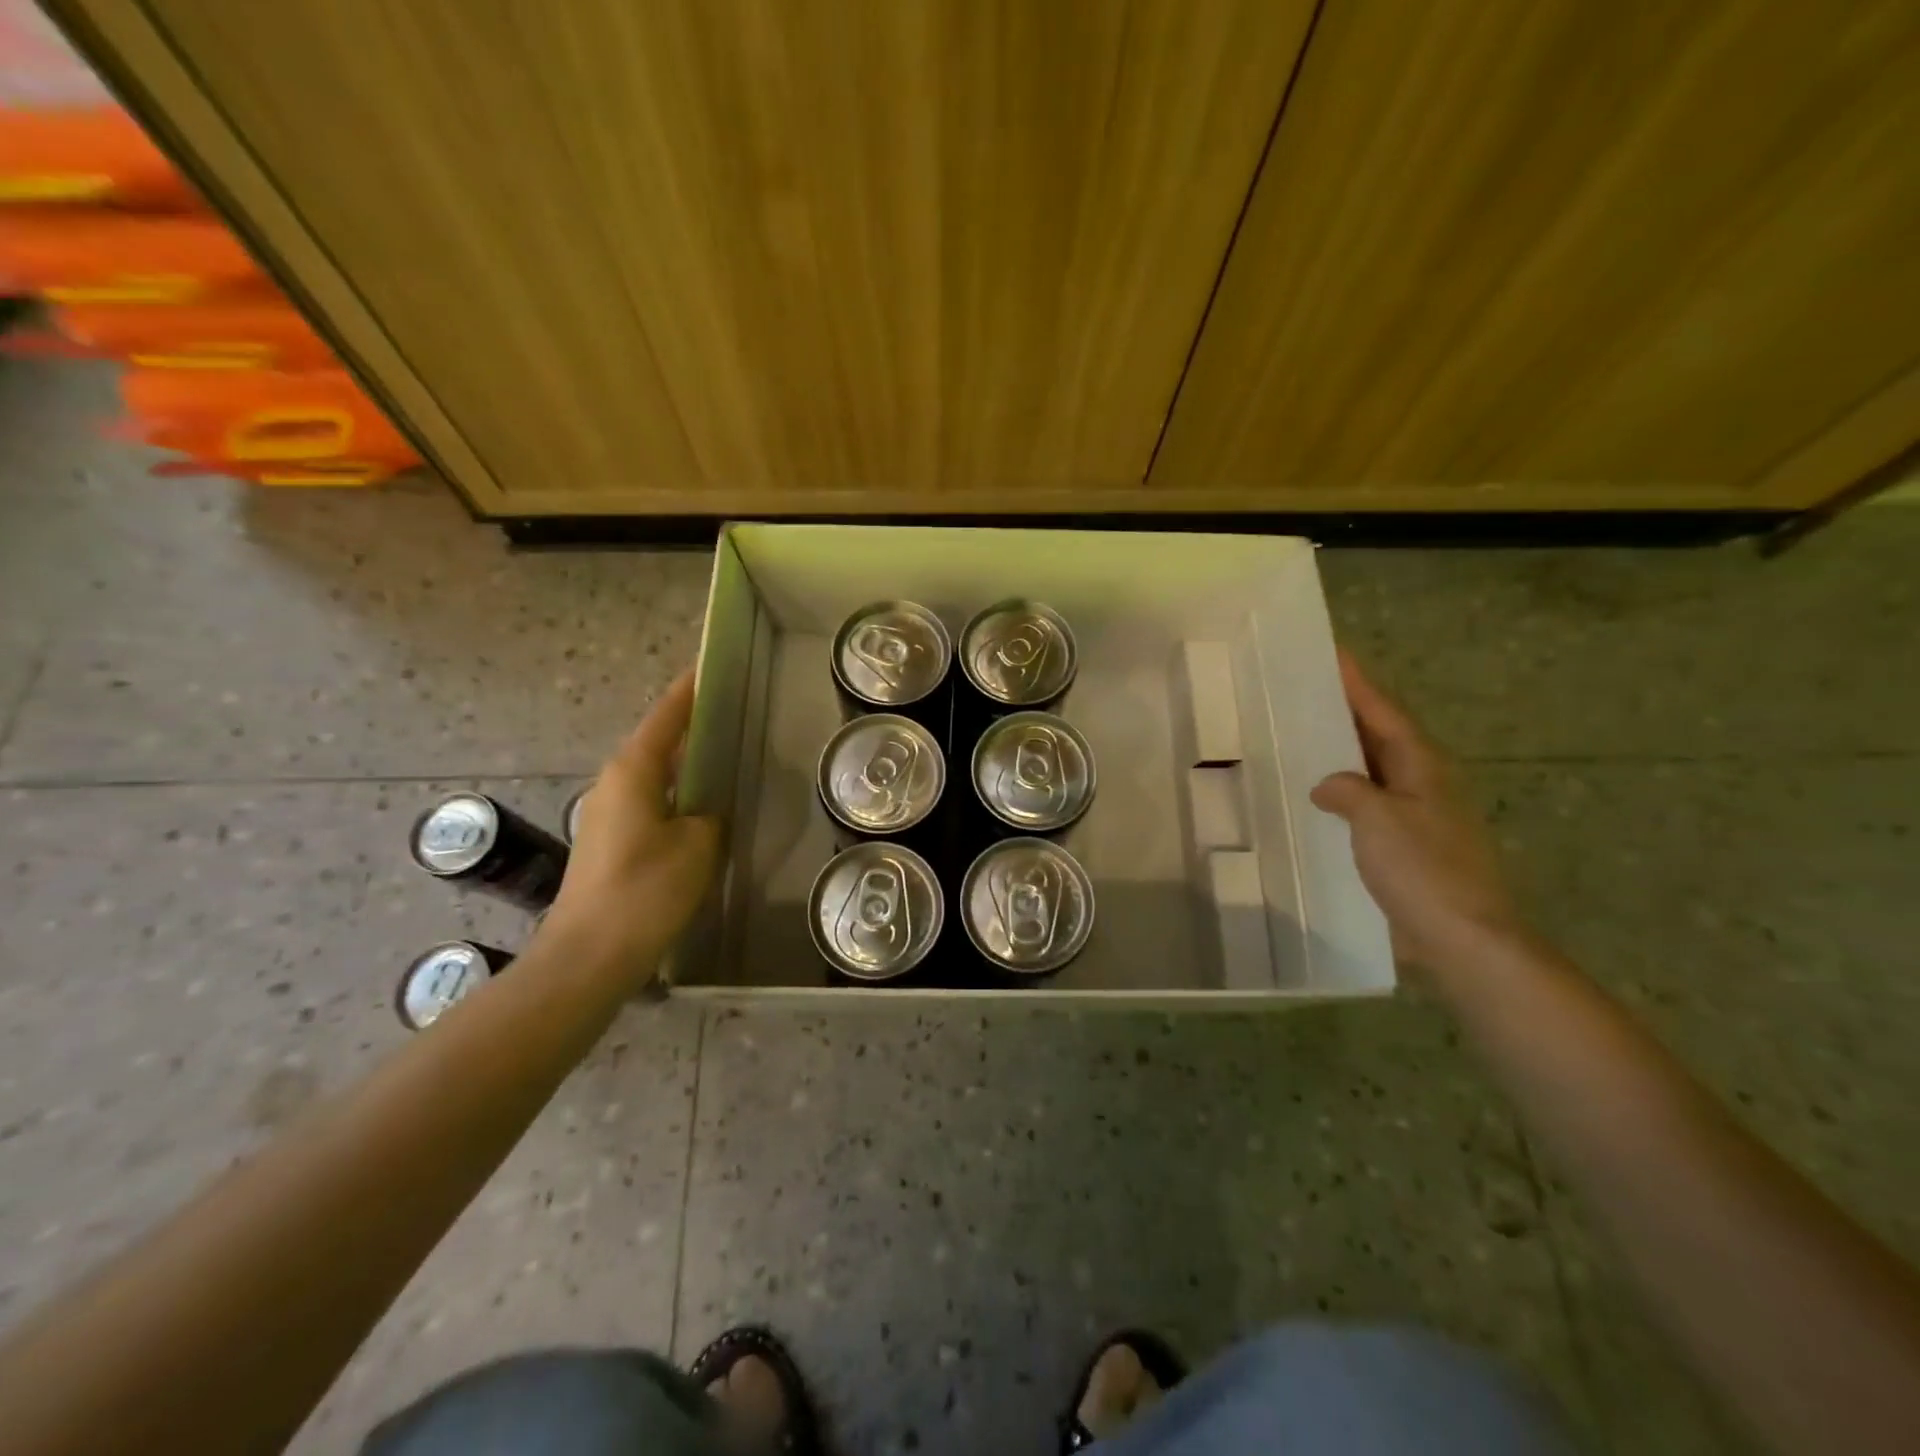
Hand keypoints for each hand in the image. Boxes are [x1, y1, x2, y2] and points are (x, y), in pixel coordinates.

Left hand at [541, 669, 721, 980]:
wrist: (589, 956)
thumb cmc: (646, 890)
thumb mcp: (698, 845)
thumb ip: (710, 816)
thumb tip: (706, 813)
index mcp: (633, 771)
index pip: (666, 717)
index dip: (689, 691)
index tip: (709, 666)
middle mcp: (614, 784)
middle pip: (657, 742)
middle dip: (690, 726)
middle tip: (730, 714)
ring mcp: (608, 815)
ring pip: (654, 775)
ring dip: (684, 764)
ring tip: (723, 758)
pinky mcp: (610, 844)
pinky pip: (651, 804)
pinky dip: (676, 796)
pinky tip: (701, 811)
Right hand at [1311, 649, 1526, 978]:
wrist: (1462, 938)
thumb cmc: (1423, 870)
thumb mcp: (1379, 820)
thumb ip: (1348, 791)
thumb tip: (1328, 786)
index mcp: (1422, 768)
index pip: (1384, 714)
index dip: (1358, 684)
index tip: (1333, 653)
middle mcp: (1422, 785)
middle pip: (1379, 737)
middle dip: (1347, 713)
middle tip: (1307, 691)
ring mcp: (1415, 817)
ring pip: (1372, 772)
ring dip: (1342, 754)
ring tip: (1303, 739)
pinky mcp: (1404, 847)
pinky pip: (1366, 806)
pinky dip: (1342, 794)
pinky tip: (1316, 802)